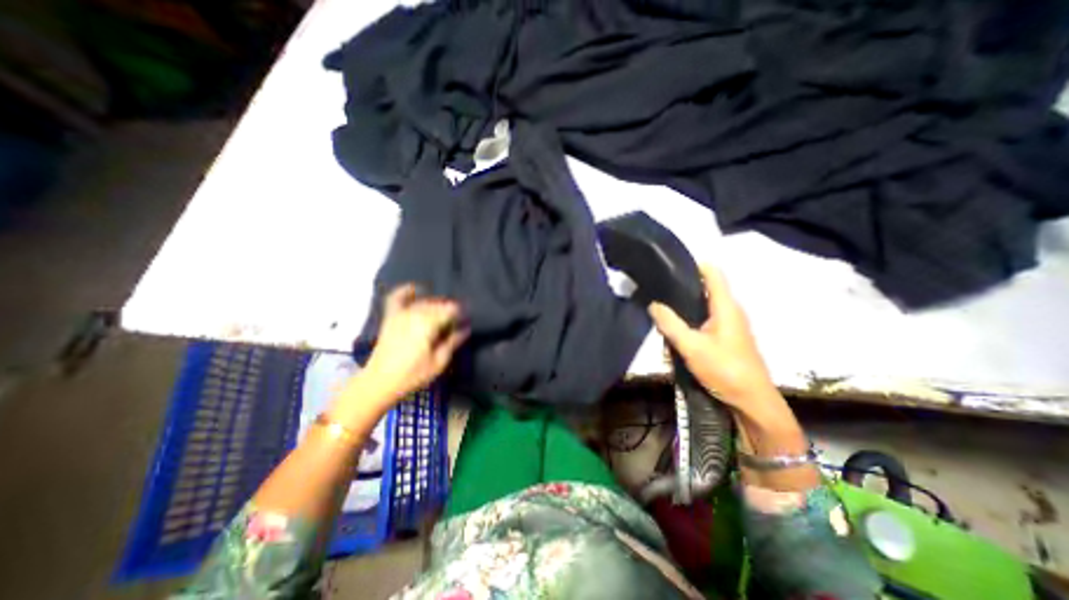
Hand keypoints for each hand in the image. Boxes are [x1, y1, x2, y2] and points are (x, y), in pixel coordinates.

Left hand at [359, 284, 468, 401]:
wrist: (379, 382)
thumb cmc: (413, 374)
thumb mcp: (439, 362)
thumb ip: (453, 341)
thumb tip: (466, 328)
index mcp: (428, 324)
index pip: (451, 310)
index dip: (460, 314)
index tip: (465, 322)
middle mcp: (415, 314)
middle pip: (438, 305)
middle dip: (449, 310)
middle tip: (456, 322)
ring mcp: (401, 314)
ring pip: (424, 302)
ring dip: (435, 305)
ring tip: (442, 315)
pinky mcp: (391, 317)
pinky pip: (397, 298)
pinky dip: (406, 291)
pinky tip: (415, 289)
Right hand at [653, 262, 777, 412]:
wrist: (752, 401)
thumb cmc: (725, 369)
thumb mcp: (691, 347)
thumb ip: (670, 324)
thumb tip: (653, 304)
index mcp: (726, 306)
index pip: (713, 273)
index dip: (693, 265)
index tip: (669, 267)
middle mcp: (730, 310)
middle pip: (707, 287)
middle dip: (683, 286)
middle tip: (658, 289)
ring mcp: (730, 324)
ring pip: (705, 305)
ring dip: (685, 304)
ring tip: (662, 306)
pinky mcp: (727, 337)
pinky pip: (706, 318)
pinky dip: (691, 318)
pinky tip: (676, 328)